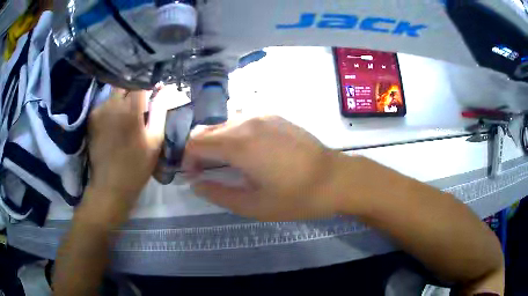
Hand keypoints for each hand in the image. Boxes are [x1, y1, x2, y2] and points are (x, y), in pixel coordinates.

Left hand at [86, 88, 166, 214]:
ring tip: (127, 116)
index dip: (148, 84)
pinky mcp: (91, 118)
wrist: (110, 186)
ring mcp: (99, 110)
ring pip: (114, 93)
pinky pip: (105, 104)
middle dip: (134, 89)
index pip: (140, 81)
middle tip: (140, 104)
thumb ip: (159, 111)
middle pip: (125, 83)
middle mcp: (112, 104)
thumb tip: (165, 90)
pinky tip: (115, 123)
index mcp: (130, 109)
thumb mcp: (154, 140)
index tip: (154, 91)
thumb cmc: (136, 165)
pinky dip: (112, 108)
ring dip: (122, 98)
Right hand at [184, 116, 342, 220]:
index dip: (188, 159)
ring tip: (228, 163)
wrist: (335, 178)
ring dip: (217, 142)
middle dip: (200, 151)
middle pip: (207, 131)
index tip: (194, 176)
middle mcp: (247, 122)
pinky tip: (248, 151)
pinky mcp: (275, 116)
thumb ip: (218, 193)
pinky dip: (235, 134)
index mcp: (239, 144)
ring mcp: (263, 115)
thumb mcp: (253, 205)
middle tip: (208, 172)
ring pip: (225, 124)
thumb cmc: (296, 197)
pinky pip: (243, 121)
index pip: (195, 143)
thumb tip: (195, 184)